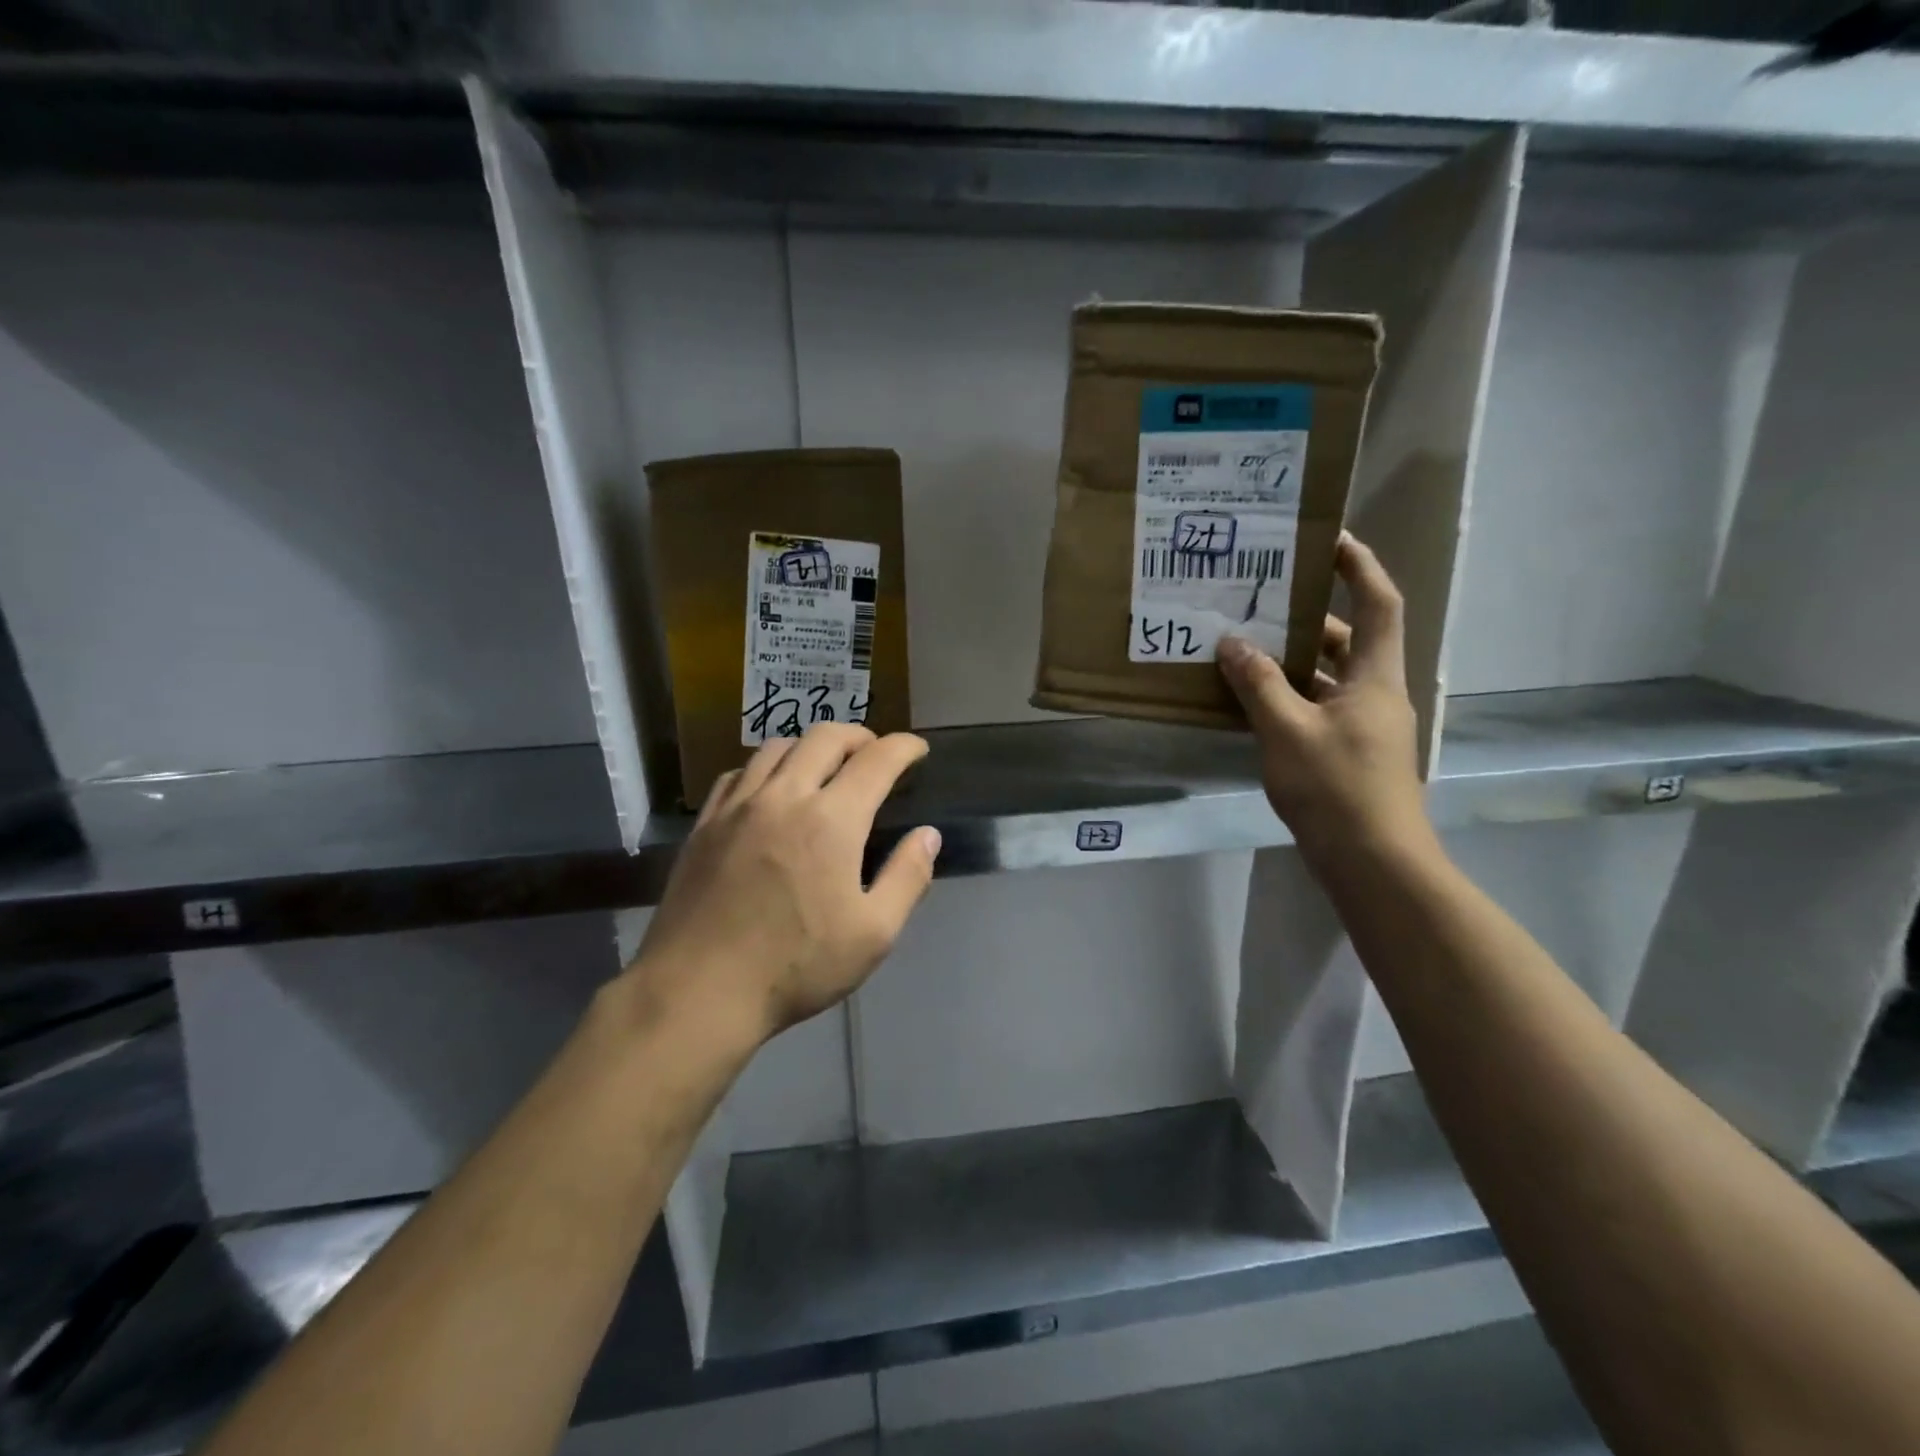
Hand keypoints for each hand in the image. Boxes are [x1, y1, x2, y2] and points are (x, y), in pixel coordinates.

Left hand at [632, 725, 940, 1043]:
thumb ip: (907, 877)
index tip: (917, 749)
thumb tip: (928, 835)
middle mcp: (785, 796)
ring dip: (812, 746)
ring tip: (825, 765)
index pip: (877, 760)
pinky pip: (740, 772)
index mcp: (832, 820)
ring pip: (778, 747)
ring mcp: (738, 806)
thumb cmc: (796, 966)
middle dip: (859, 736)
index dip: (904, 747)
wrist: (698, 991)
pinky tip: (771, 788)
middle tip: (874, 753)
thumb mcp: (873, 934)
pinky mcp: (705, 823)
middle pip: (825, 737)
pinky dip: (767, 767)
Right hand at [1217, 533, 1434, 869]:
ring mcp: (1363, 726)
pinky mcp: (1348, 753)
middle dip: (1307, 617)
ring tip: (1243, 646)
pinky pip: (1317, 708)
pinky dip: (1288, 697)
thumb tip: (1231, 643)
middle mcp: (1375, 694)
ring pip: (1328, 677)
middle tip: (1261, 599)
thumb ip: (1258, 684)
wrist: (1373, 862)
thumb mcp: (1287, 731)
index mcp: (1375, 677)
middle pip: (1347, 639)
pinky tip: (1249, 701)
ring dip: (1291, 661)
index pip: (1378, 603)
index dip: (1358, 566)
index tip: (1328, 539)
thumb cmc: (1336, 789)